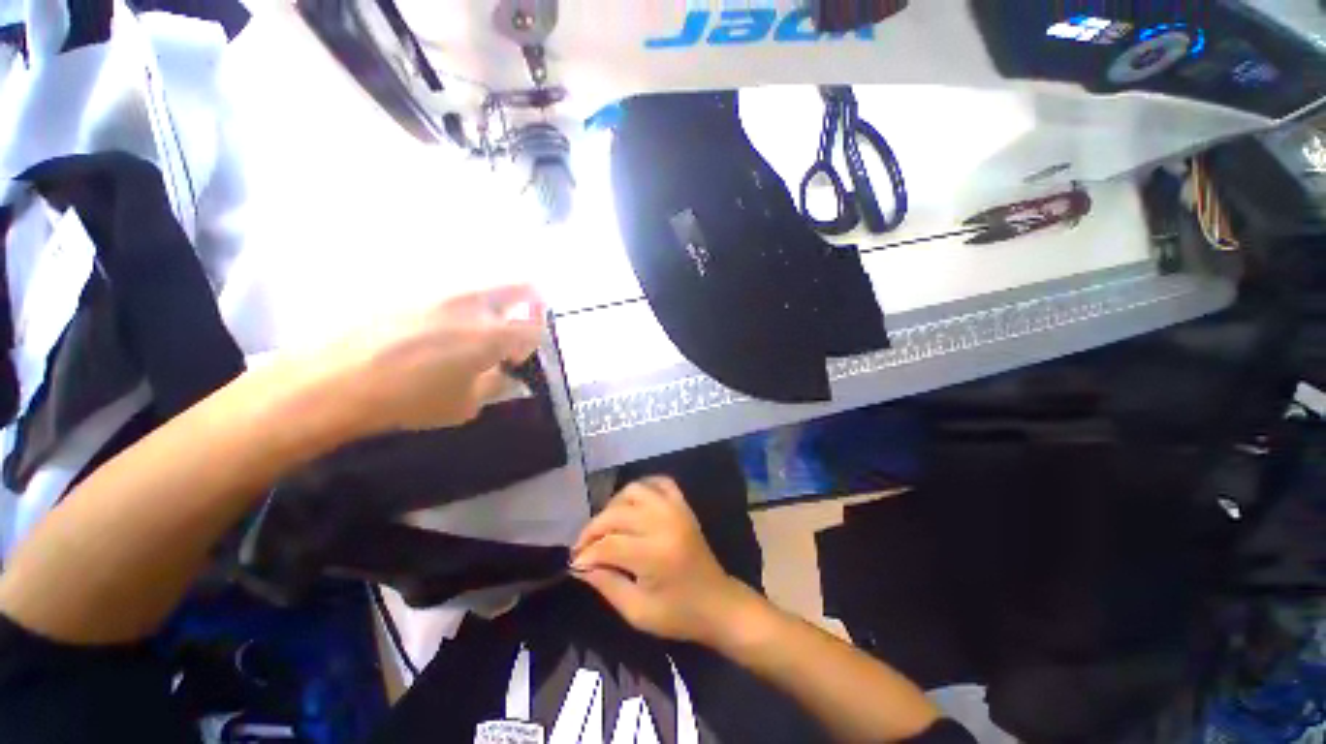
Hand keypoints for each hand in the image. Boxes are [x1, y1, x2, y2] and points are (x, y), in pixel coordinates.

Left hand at [312, 284, 544, 435]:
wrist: (331, 380)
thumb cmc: (408, 400)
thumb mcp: (464, 405)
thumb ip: (495, 384)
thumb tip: (505, 373)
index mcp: (492, 334)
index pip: (534, 328)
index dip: (533, 342)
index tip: (516, 358)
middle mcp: (473, 303)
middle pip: (520, 286)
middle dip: (529, 303)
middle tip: (515, 323)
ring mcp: (440, 290)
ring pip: (483, 285)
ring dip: (491, 303)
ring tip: (468, 330)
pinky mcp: (411, 287)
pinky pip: (448, 289)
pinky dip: (456, 304)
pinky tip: (432, 327)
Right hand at [570, 477, 756, 645]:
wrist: (718, 603)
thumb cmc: (678, 614)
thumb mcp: (637, 612)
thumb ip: (606, 585)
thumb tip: (579, 566)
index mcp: (653, 554)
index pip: (608, 544)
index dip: (586, 554)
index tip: (575, 564)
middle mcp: (663, 523)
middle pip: (616, 513)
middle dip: (593, 529)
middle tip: (583, 547)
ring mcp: (675, 509)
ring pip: (634, 490)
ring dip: (614, 506)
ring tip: (607, 526)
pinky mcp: (683, 505)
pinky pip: (659, 482)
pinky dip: (642, 488)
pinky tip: (632, 504)